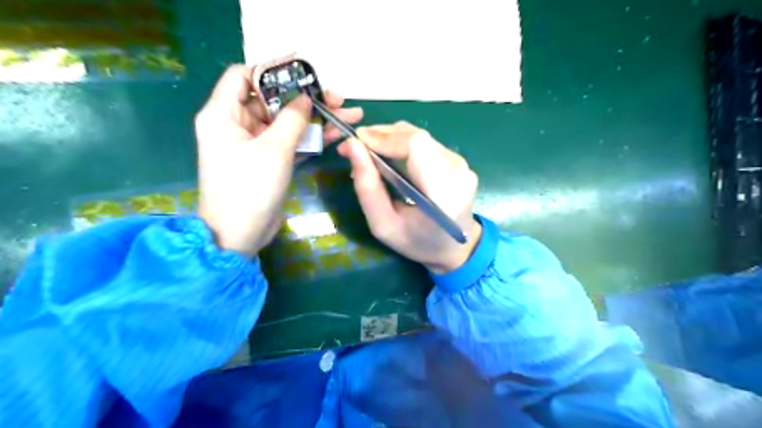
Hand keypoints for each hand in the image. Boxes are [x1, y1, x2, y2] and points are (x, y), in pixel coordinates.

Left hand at [195, 65, 362, 255]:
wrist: (240, 235)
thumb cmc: (249, 189)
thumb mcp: (273, 150)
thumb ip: (292, 119)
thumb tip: (306, 98)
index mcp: (224, 114)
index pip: (244, 76)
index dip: (273, 70)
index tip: (304, 73)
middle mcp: (237, 124)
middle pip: (273, 100)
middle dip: (305, 98)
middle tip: (338, 98)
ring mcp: (254, 144)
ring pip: (286, 123)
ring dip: (315, 119)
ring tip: (348, 115)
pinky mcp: (268, 161)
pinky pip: (290, 142)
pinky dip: (310, 138)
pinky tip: (336, 133)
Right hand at [335, 120, 477, 273]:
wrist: (453, 248)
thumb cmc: (416, 242)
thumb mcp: (383, 226)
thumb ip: (367, 188)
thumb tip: (352, 147)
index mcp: (442, 193)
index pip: (416, 147)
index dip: (383, 138)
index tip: (354, 142)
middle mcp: (457, 172)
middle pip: (416, 137)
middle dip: (381, 136)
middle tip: (355, 148)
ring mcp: (462, 164)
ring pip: (419, 136)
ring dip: (390, 138)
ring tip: (369, 152)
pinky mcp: (459, 160)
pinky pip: (426, 143)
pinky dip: (402, 144)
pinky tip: (389, 156)